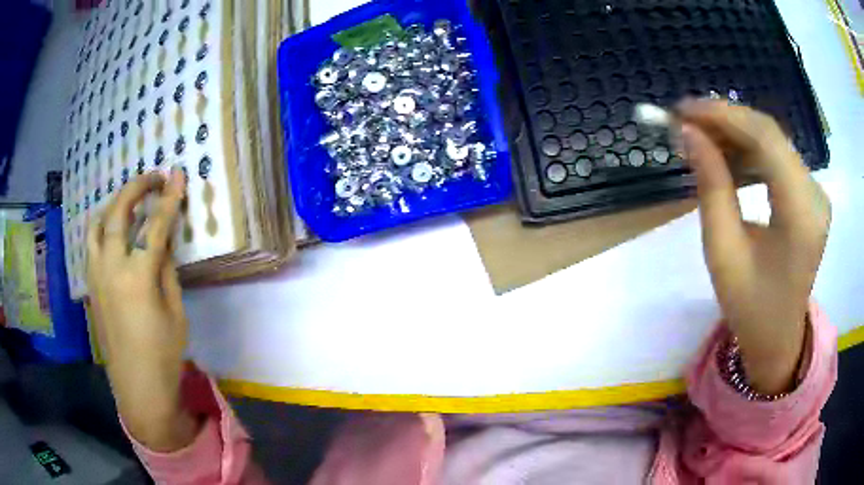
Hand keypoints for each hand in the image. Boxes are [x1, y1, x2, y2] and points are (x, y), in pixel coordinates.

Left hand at [87, 169, 199, 451]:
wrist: (137, 386)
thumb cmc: (164, 355)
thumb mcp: (175, 312)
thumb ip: (167, 271)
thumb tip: (164, 241)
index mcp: (138, 277)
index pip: (155, 225)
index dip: (168, 197)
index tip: (177, 174)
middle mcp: (112, 267)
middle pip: (119, 213)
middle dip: (136, 188)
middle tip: (153, 178)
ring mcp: (96, 275)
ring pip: (97, 224)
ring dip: (114, 204)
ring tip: (129, 201)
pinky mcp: (91, 284)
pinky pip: (91, 243)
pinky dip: (102, 226)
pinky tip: (113, 231)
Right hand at [678, 100, 830, 394]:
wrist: (778, 337)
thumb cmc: (750, 307)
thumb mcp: (723, 251)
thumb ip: (711, 186)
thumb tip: (689, 133)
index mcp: (801, 214)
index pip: (765, 138)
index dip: (722, 114)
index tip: (682, 109)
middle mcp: (815, 194)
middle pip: (769, 134)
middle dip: (725, 120)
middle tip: (685, 122)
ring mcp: (815, 192)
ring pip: (772, 141)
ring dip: (734, 135)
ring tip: (700, 140)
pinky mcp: (809, 195)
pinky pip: (777, 158)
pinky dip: (749, 151)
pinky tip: (727, 159)